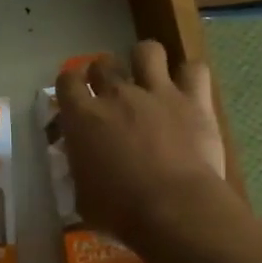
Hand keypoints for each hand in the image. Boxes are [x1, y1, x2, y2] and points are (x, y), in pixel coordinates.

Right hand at [56, 42, 231, 245]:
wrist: (174, 209)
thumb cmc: (121, 212)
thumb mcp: (83, 196)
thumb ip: (80, 171)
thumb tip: (83, 165)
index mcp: (83, 117)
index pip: (67, 81)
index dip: (71, 84)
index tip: (76, 96)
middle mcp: (117, 94)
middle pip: (104, 63)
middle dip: (105, 74)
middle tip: (113, 94)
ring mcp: (157, 92)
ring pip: (147, 50)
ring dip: (146, 61)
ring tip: (150, 78)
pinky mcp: (193, 100)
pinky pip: (194, 69)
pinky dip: (191, 76)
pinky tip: (189, 89)